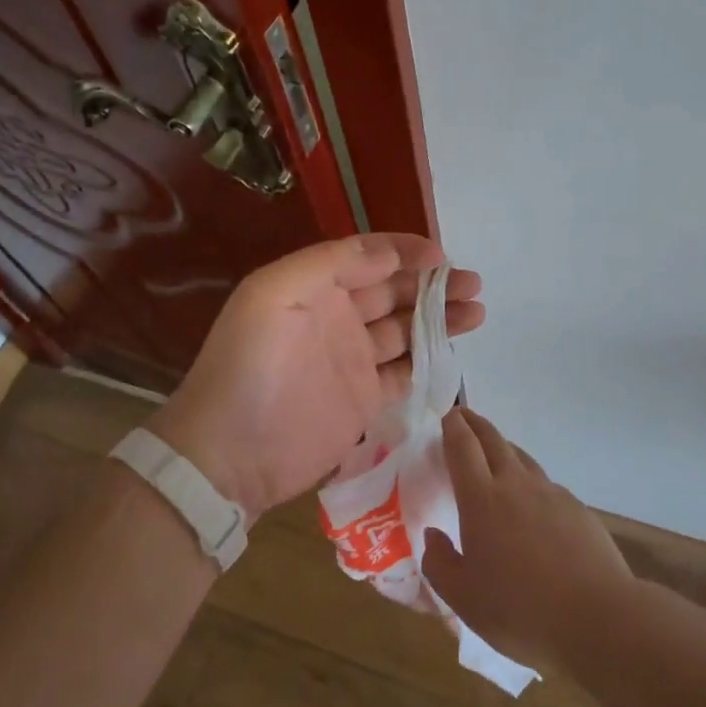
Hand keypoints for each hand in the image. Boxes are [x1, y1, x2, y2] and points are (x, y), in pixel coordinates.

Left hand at [153, 234, 484, 520]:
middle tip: (472, 284)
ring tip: (476, 311)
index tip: (442, 257)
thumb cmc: (249, 365)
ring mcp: (352, 359)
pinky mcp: (364, 400)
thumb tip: (387, 253)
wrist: (229, 454)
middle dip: (432, 283)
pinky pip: (405, 371)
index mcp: (313, 286)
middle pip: (393, 291)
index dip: (404, 252)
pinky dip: (430, 360)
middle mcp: (336, 316)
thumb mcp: (273, 294)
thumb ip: (330, 264)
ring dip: (440, 317)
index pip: (367, 257)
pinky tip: (455, 351)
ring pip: (405, 329)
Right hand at [422, 407, 632, 674]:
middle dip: (476, 424)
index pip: (463, 447)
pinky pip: (546, 484)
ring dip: (503, 447)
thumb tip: (432, 536)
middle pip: (493, 440)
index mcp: (482, 499)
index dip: (453, 427)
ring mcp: (551, 494)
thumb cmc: (521, 610)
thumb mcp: (464, 600)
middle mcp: (516, 485)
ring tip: (494, 453)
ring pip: (522, 457)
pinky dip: (530, 480)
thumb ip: (440, 564)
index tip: (447, 415)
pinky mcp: (577, 509)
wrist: (598, 619)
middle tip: (464, 418)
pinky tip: (532, 502)